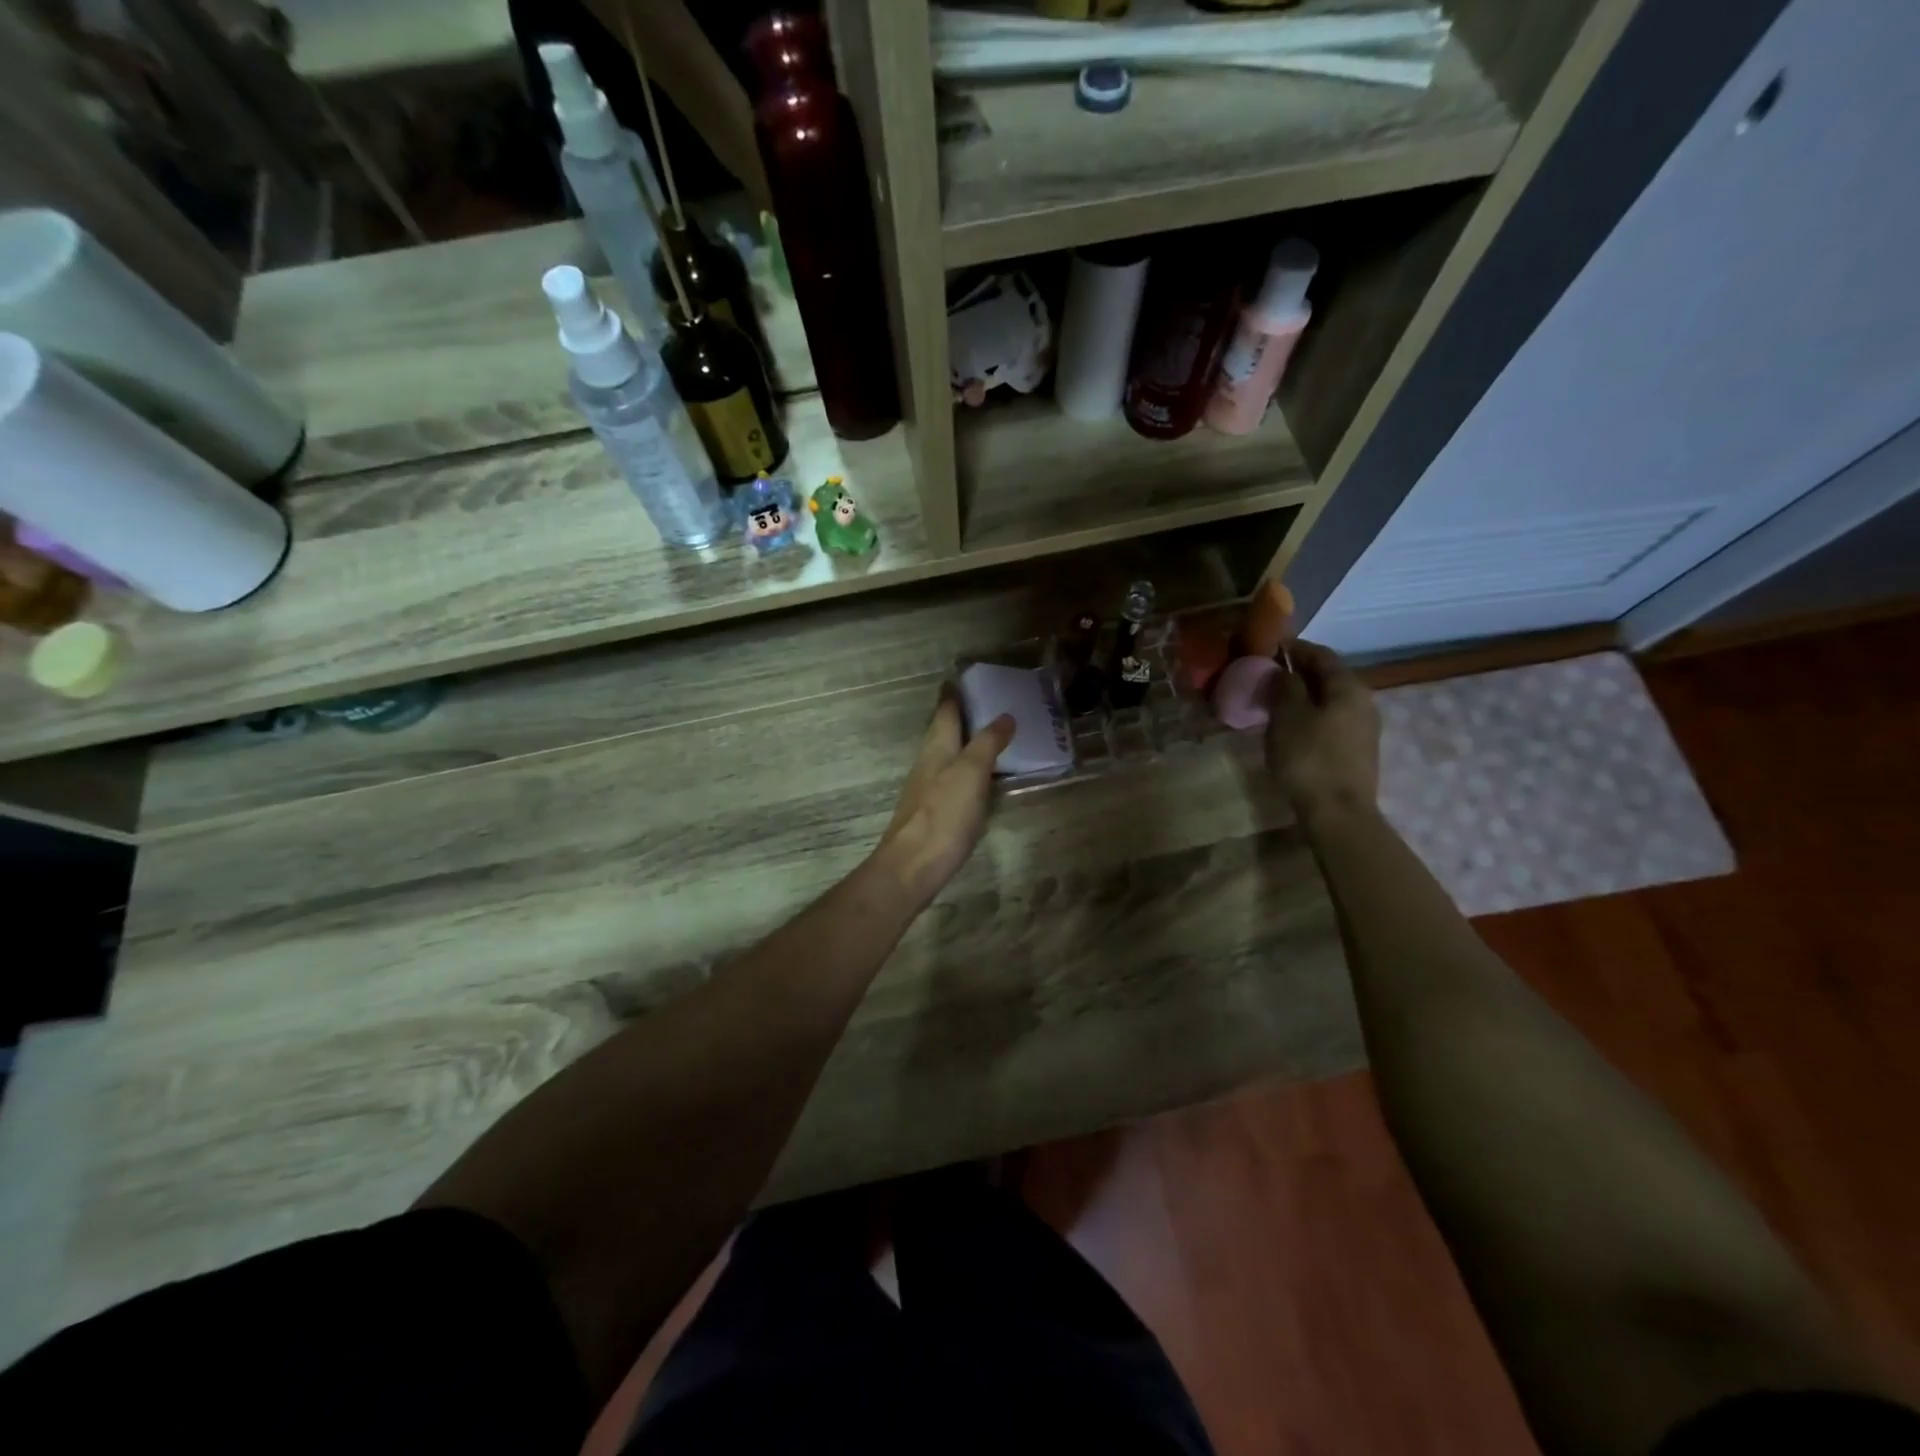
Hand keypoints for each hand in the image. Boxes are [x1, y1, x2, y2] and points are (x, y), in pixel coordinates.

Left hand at [875, 693, 1014, 907]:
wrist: (913, 866)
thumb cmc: (944, 815)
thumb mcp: (971, 773)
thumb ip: (987, 743)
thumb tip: (1004, 716)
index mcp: (936, 748)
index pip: (944, 712)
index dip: (953, 694)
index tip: (961, 678)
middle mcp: (928, 763)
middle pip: (942, 732)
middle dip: (958, 716)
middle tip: (983, 703)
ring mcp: (927, 789)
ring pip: (946, 755)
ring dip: (963, 743)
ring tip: (987, 736)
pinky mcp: (932, 812)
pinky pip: (951, 779)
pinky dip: (965, 769)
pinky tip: (978, 779)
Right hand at [1265, 640, 1380, 821]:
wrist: (1338, 812)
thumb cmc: (1309, 757)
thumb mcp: (1287, 716)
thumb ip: (1285, 686)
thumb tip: (1283, 671)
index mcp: (1348, 686)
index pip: (1321, 654)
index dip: (1295, 648)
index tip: (1270, 647)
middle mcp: (1363, 701)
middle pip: (1329, 676)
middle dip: (1300, 672)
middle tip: (1269, 674)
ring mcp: (1365, 727)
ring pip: (1331, 699)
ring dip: (1305, 695)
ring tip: (1277, 701)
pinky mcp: (1358, 750)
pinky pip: (1332, 719)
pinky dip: (1312, 713)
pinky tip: (1293, 726)